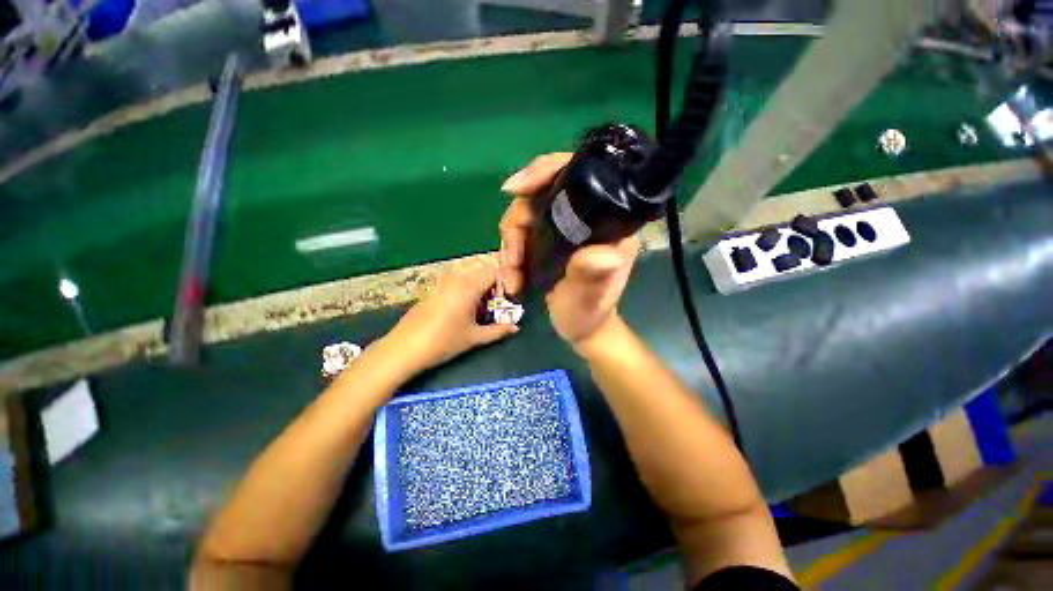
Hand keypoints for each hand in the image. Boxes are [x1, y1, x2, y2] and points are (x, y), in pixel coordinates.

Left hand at [382, 257, 518, 373]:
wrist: (405, 348)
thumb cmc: (444, 342)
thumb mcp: (475, 337)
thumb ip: (498, 330)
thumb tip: (516, 327)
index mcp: (469, 287)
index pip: (493, 271)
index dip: (503, 283)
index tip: (503, 300)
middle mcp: (456, 278)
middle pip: (480, 265)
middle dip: (491, 278)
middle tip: (493, 298)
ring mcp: (442, 281)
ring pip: (466, 268)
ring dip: (478, 278)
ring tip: (479, 301)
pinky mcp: (433, 287)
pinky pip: (455, 276)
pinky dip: (465, 282)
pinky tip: (462, 304)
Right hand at [499, 153, 640, 347]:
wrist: (580, 327)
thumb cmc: (589, 313)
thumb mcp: (592, 299)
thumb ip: (594, 277)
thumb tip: (601, 254)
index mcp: (607, 223)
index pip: (579, 176)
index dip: (546, 171)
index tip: (516, 189)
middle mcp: (585, 217)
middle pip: (540, 194)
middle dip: (517, 223)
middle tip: (511, 259)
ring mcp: (564, 227)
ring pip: (525, 214)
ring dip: (510, 245)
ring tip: (511, 277)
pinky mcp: (548, 239)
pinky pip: (520, 232)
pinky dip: (510, 252)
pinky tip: (511, 276)